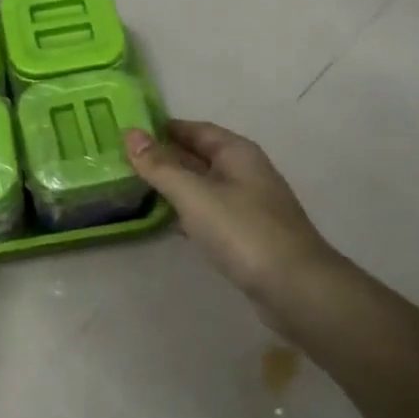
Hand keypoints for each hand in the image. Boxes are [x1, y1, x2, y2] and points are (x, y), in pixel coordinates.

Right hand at [123, 120, 345, 331]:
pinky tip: (168, 221)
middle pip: (199, 156)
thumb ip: (161, 166)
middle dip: (165, 158)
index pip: (194, 129)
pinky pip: (211, 212)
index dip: (163, 129)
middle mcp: (245, 171)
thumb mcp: (194, 195)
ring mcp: (249, 204)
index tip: (128, 134)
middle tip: (123, 162)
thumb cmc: (243, 231)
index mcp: (237, 152)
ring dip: (175, 186)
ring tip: (136, 188)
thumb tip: (130, 133)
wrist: (295, 288)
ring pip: (204, 186)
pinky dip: (188, 211)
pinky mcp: (247, 234)